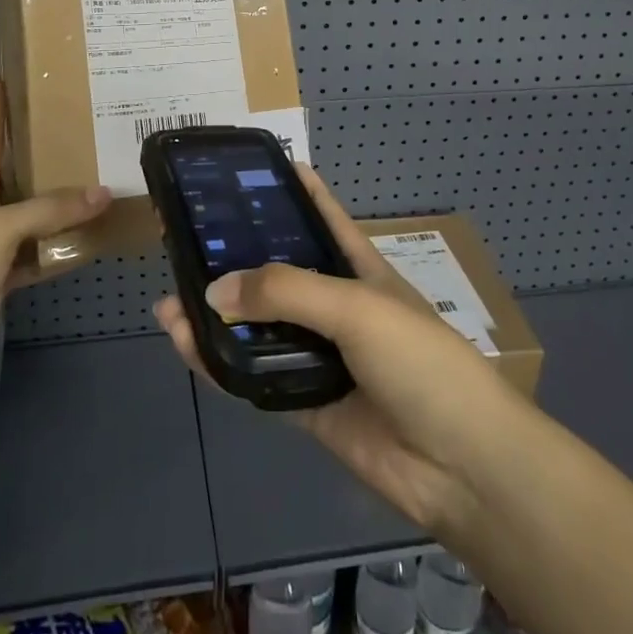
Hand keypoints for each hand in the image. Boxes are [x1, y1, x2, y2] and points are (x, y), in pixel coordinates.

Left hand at [0, 73, 109, 363]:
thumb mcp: (5, 228)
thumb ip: (51, 208)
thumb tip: (103, 192)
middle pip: (14, 173)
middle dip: (36, 150)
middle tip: (70, 128)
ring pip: (32, 214)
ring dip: (57, 201)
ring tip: (90, 180)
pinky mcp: (3, 274)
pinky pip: (40, 253)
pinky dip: (61, 247)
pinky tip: (87, 242)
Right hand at [153, 166, 521, 532]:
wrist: (462, 465)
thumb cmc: (420, 361)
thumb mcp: (357, 307)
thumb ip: (286, 292)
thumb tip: (214, 289)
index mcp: (359, 268)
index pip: (323, 217)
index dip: (295, 190)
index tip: (255, 168)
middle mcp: (336, 306)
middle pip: (278, 273)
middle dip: (236, 258)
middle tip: (185, 239)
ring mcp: (320, 356)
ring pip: (259, 327)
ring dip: (218, 315)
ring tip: (170, 298)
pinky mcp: (306, 402)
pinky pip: (254, 378)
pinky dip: (220, 364)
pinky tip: (187, 345)